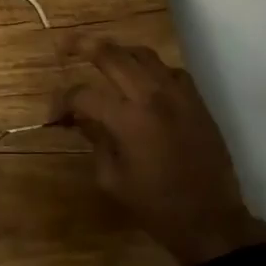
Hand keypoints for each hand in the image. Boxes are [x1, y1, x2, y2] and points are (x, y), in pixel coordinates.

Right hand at [62, 42, 265, 265]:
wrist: (210, 220)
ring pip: (143, 54)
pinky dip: (150, 69)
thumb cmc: (155, 205)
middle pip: (112, 55)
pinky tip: (141, 82)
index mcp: (128, 120)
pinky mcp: (196, 101)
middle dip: (83, 46)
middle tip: (66, 46)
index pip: (83, 94)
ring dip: (118, 52)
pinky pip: (170, 71)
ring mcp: (179, 95)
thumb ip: (94, 140)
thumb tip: (81, 119)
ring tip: (102, 57)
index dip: (62, 101)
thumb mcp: (111, 178)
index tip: (54, 115)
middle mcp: (152, 97)